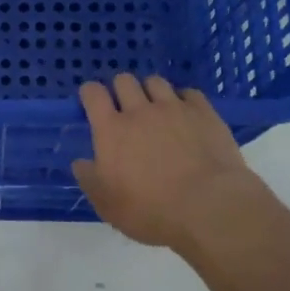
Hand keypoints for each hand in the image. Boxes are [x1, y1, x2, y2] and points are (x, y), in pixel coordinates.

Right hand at [73, 74, 271, 250]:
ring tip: (156, 110)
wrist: (208, 208)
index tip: (92, 103)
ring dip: (151, 92)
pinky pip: (189, 93)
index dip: (90, 94)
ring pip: (156, 81)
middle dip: (121, 90)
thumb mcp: (107, 205)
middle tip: (125, 110)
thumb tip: (81, 163)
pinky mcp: (204, 113)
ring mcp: (174, 108)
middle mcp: (140, 110)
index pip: (93, 93)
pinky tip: (186, 116)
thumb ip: (89, 179)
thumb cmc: (151, 210)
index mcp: (111, 130)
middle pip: (124, 80)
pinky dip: (183, 100)